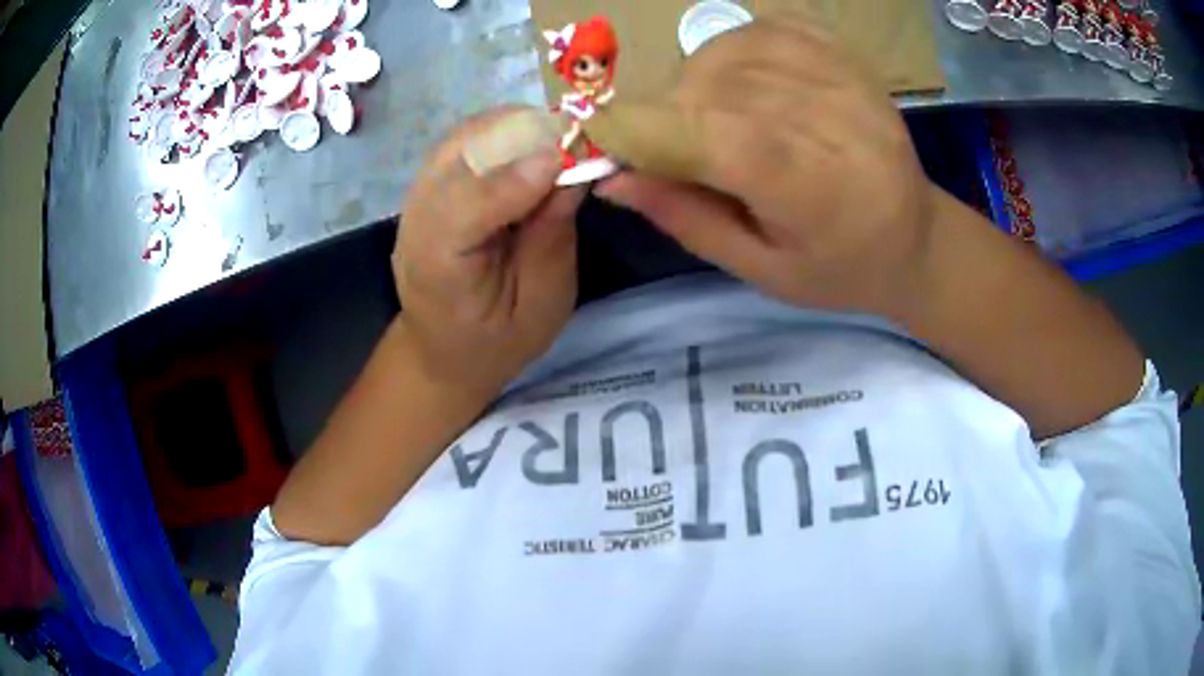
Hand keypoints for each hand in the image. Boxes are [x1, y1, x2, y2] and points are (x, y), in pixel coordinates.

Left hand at [394, 107, 583, 397]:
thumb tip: (571, 169)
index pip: (465, 206)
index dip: (515, 177)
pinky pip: (466, 141)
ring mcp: (417, 197)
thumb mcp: (539, 308)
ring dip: (516, 128)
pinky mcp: (429, 184)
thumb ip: (550, 240)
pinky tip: (535, 147)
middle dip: (520, 136)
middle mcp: (416, 220)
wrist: (442, 349)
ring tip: (561, 141)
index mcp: (436, 266)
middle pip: (459, 155)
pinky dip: (505, 133)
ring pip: (463, 137)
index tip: (566, 158)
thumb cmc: (496, 341)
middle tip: (577, 140)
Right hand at [591, 16, 935, 318]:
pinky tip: (740, 84)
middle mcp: (833, 118)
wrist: (915, 235)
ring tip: (716, 121)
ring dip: (695, 85)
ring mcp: (841, 75)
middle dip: (667, 116)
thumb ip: (687, 218)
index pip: (714, 136)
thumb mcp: (761, 269)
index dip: (642, 131)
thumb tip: (610, 178)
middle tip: (676, 151)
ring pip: (725, 53)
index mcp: (818, 189)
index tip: (603, 141)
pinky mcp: (842, 52)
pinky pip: (758, 29)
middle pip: (711, 89)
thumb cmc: (840, 267)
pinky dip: (729, 52)